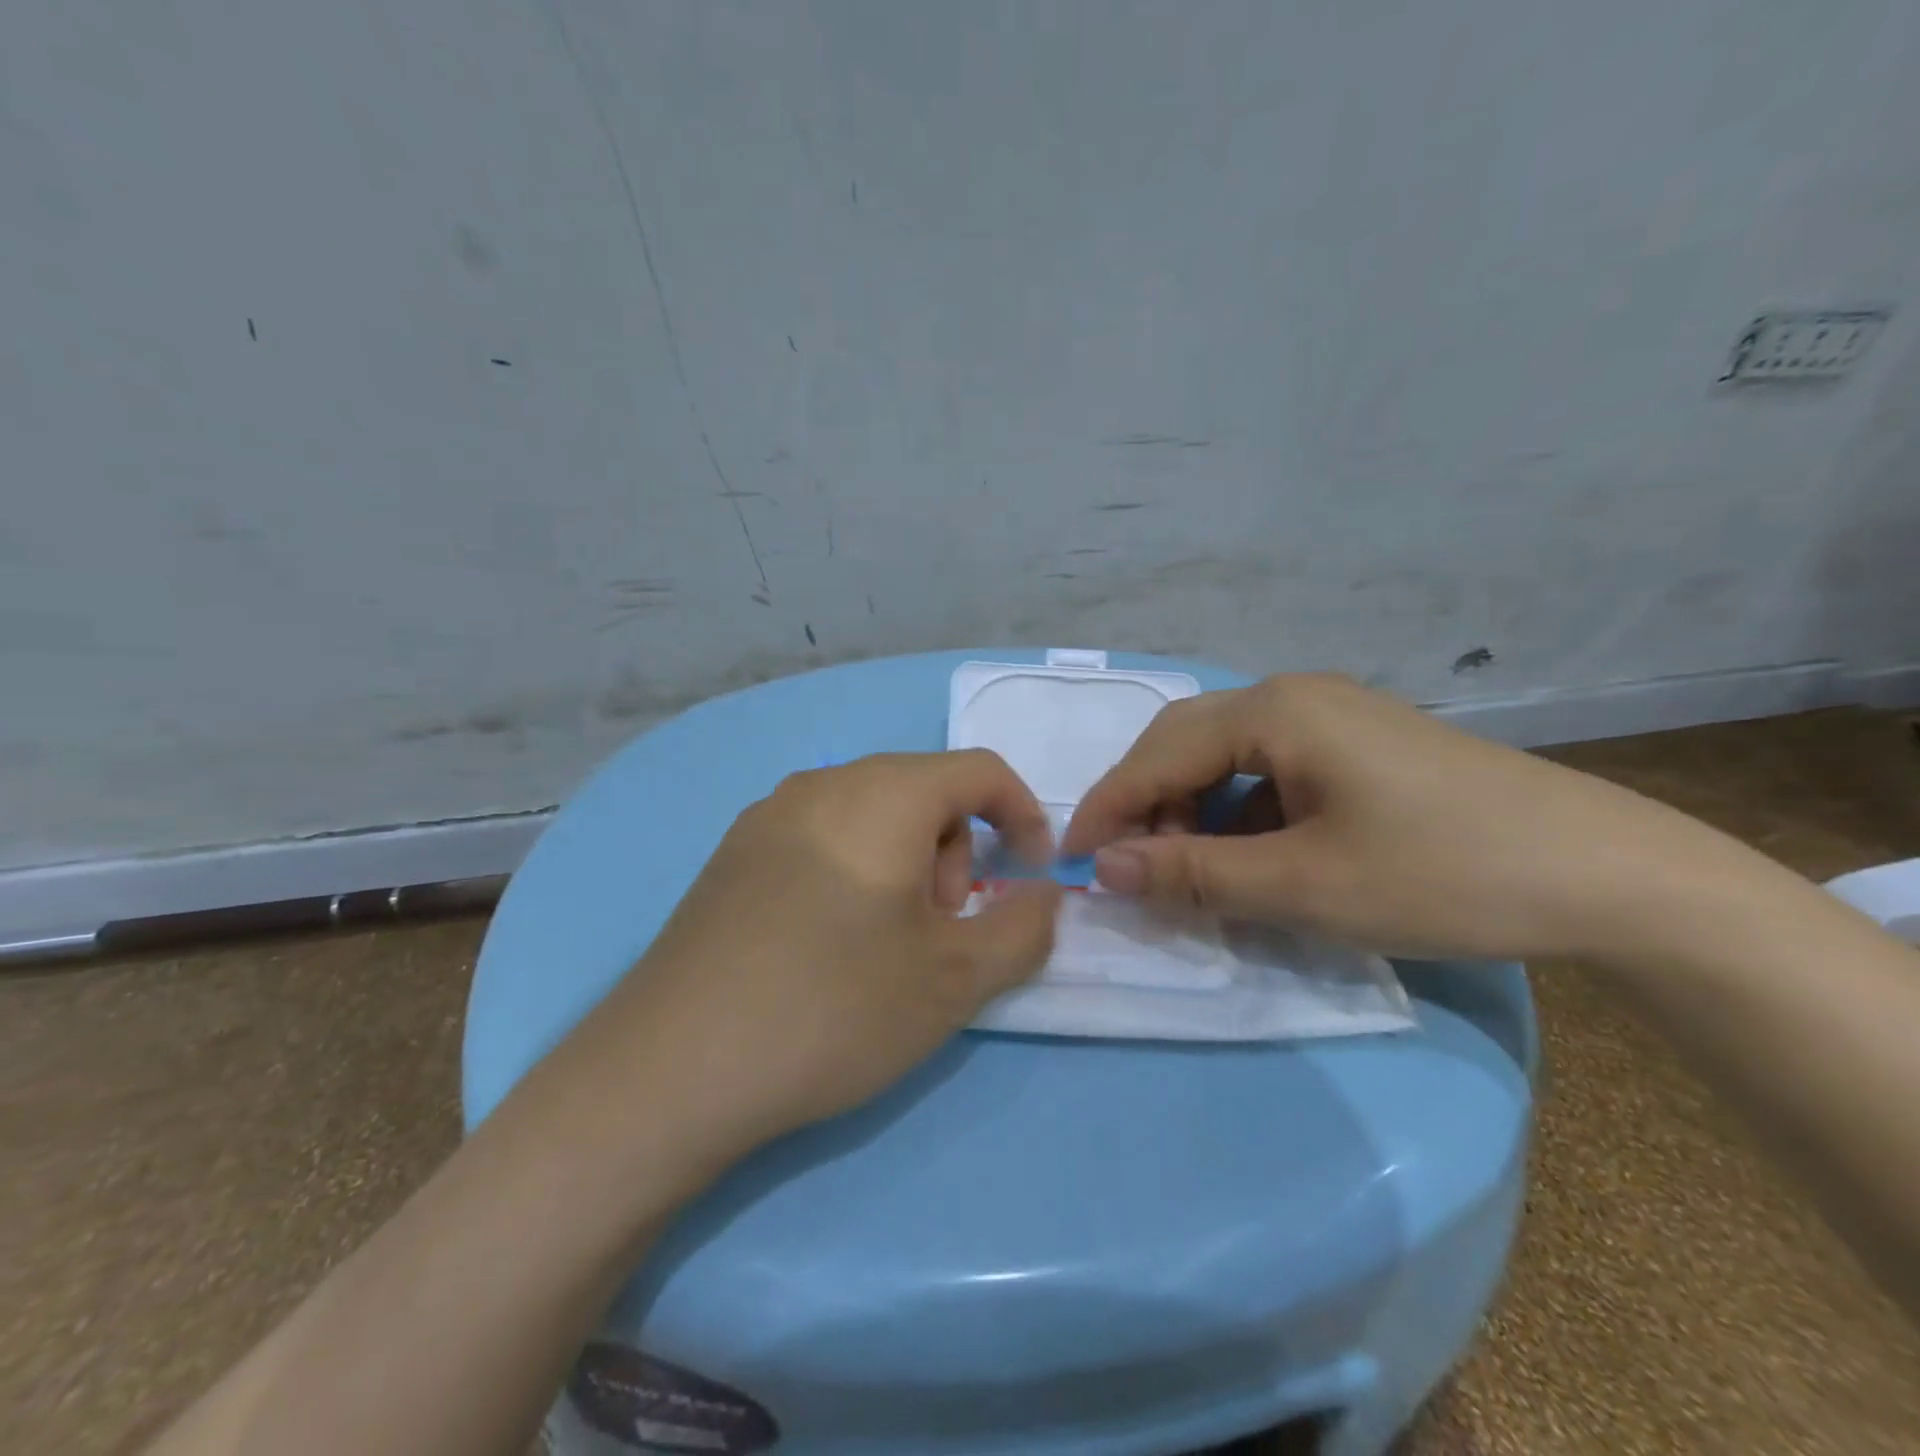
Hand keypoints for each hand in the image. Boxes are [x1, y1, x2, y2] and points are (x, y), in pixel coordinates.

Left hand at [577, 751, 1061, 1167]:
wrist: (671, 1068)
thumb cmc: (833, 1008)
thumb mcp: (954, 979)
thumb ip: (1023, 928)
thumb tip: (1046, 895)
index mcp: (884, 794)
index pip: (980, 770)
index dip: (1023, 815)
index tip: (1031, 875)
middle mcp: (825, 783)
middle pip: (924, 791)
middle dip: (956, 852)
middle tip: (940, 930)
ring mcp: (769, 814)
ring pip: (872, 813)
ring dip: (906, 864)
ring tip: (885, 944)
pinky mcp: (734, 853)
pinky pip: (822, 835)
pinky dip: (854, 870)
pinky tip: (827, 943)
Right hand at [1061, 673, 1759, 961]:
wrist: (1612, 878)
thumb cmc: (1444, 874)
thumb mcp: (1303, 885)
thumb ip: (1192, 873)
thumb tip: (1104, 869)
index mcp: (1275, 710)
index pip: (1157, 755)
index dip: (1107, 810)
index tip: (1070, 865)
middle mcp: (1294, 696)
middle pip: (1184, 744)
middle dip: (1145, 806)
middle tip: (1127, 871)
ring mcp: (1331, 718)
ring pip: (1224, 758)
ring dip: (1191, 812)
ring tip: (1188, 872)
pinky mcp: (1357, 748)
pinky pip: (1267, 772)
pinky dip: (1237, 814)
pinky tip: (1249, 857)